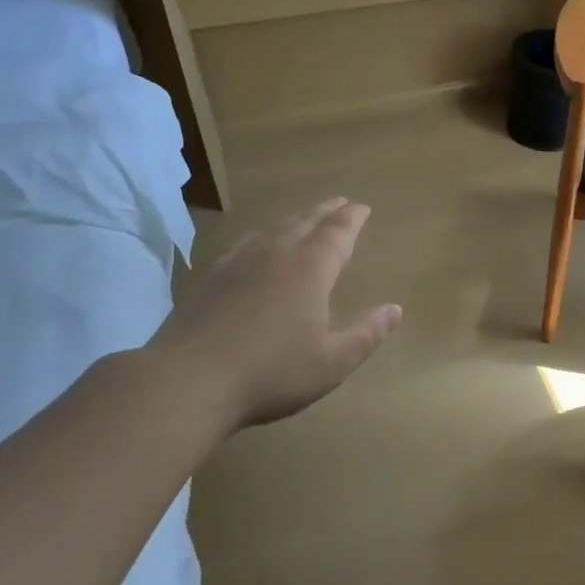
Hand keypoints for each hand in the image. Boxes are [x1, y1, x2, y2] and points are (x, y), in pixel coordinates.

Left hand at [150, 198, 401, 428]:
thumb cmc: (272, 372)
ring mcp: (238, 262)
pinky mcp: (210, 277)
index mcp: (310, 268)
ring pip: (273, 229)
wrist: (189, 380)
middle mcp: (276, 254)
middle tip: (339, 203)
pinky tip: (255, 248)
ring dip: (294, 220)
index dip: (352, 218)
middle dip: (326, 211)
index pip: (337, 232)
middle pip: (305, 222)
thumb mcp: (332, 362)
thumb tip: (395, 309)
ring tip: (303, 221)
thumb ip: (366, 334)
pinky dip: (261, 238)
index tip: (362, 207)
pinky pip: (244, 244)